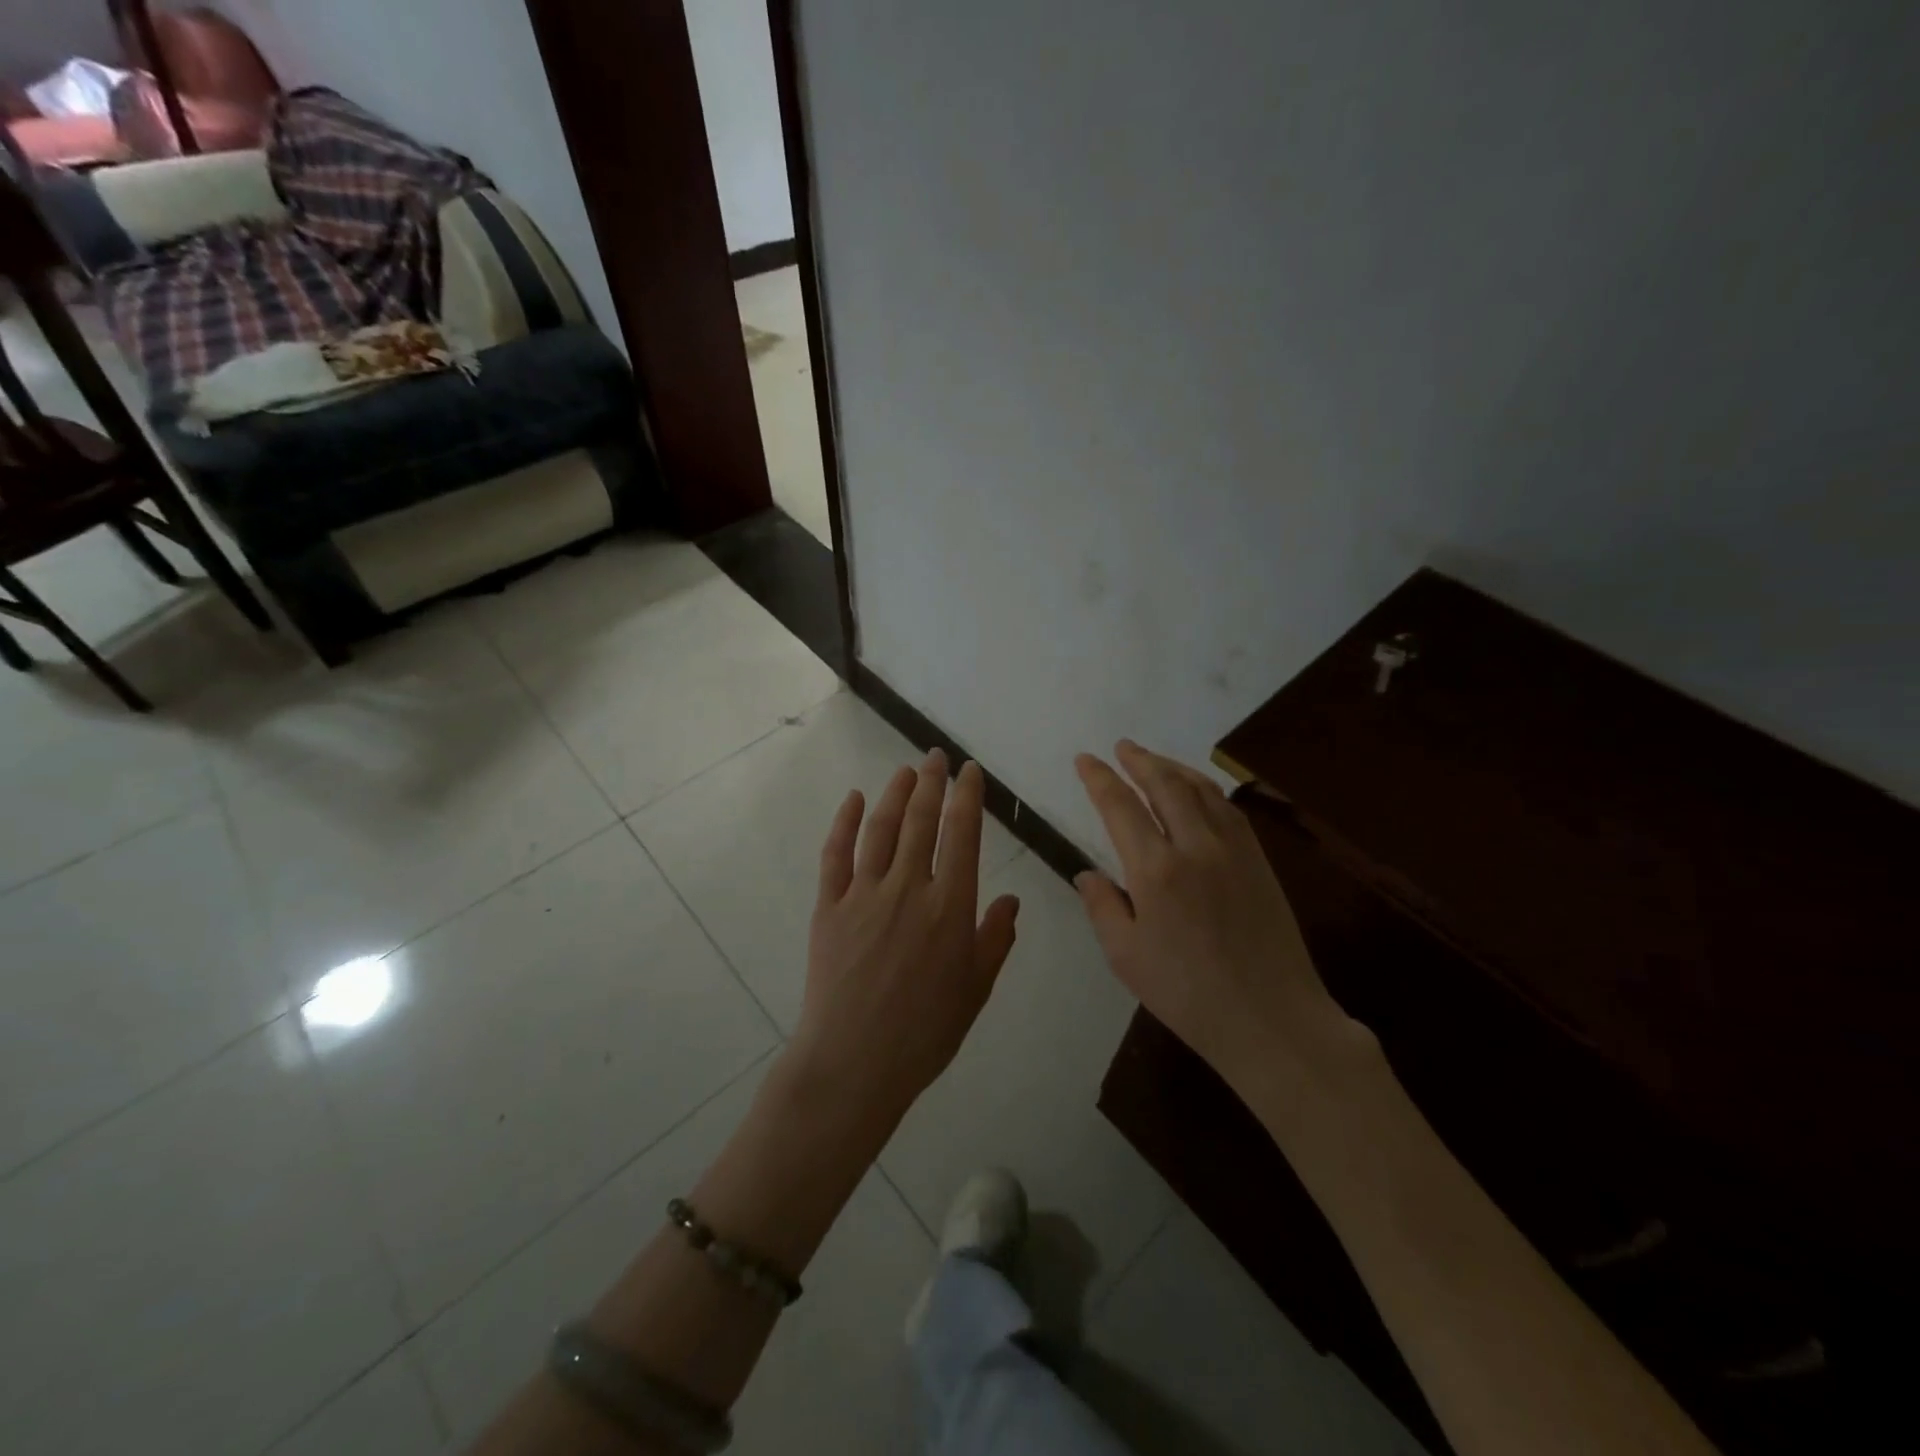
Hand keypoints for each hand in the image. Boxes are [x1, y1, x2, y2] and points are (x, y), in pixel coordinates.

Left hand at [790, 748, 1020, 1135]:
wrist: (855, 1063)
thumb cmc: (925, 1032)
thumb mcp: (976, 989)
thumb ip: (996, 939)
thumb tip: (1012, 900)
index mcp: (950, 907)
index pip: (962, 835)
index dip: (966, 797)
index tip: (969, 771)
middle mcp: (908, 888)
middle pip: (920, 821)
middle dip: (931, 782)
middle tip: (935, 756)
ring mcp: (864, 894)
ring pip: (881, 829)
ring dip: (894, 794)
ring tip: (905, 771)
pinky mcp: (829, 907)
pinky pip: (836, 856)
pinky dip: (844, 823)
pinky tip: (852, 800)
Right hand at [1074, 741, 1363, 1092]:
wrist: (1271, 1019)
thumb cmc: (1188, 995)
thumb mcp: (1126, 957)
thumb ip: (1102, 907)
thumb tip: (1087, 873)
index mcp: (1155, 871)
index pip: (1120, 806)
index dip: (1099, 778)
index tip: (1084, 760)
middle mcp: (1195, 847)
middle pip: (1164, 785)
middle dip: (1139, 760)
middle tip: (1121, 747)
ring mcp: (1234, 850)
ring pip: (1200, 789)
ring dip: (1173, 767)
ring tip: (1153, 759)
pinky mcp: (1259, 861)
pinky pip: (1228, 809)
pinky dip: (1206, 789)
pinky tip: (1197, 791)